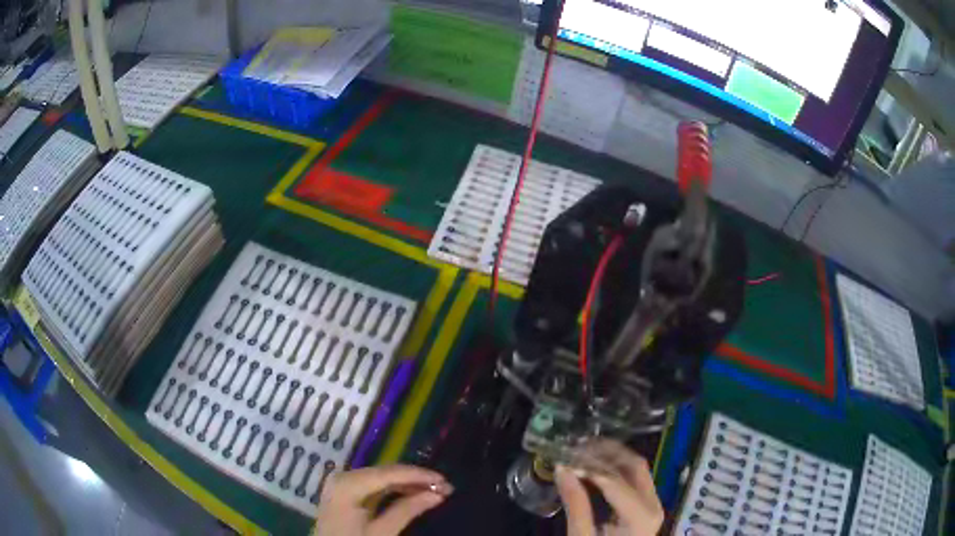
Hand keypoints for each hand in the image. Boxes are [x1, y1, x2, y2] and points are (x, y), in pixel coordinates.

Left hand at [315, 464, 452, 535]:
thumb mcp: (382, 532)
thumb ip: (408, 510)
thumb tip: (437, 494)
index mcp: (348, 483)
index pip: (390, 473)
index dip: (420, 475)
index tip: (447, 482)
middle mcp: (343, 476)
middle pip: (385, 473)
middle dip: (416, 480)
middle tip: (445, 488)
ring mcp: (341, 484)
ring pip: (381, 478)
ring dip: (407, 485)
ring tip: (433, 492)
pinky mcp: (344, 493)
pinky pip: (373, 486)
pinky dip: (394, 490)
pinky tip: (411, 495)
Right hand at [554, 440, 663, 535]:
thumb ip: (575, 504)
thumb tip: (563, 468)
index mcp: (641, 516)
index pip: (615, 482)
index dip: (591, 466)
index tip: (567, 456)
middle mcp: (654, 504)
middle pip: (634, 467)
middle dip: (606, 453)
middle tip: (578, 445)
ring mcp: (654, 503)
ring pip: (637, 469)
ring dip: (612, 456)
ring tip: (585, 450)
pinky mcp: (647, 505)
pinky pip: (635, 479)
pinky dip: (616, 468)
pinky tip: (597, 465)